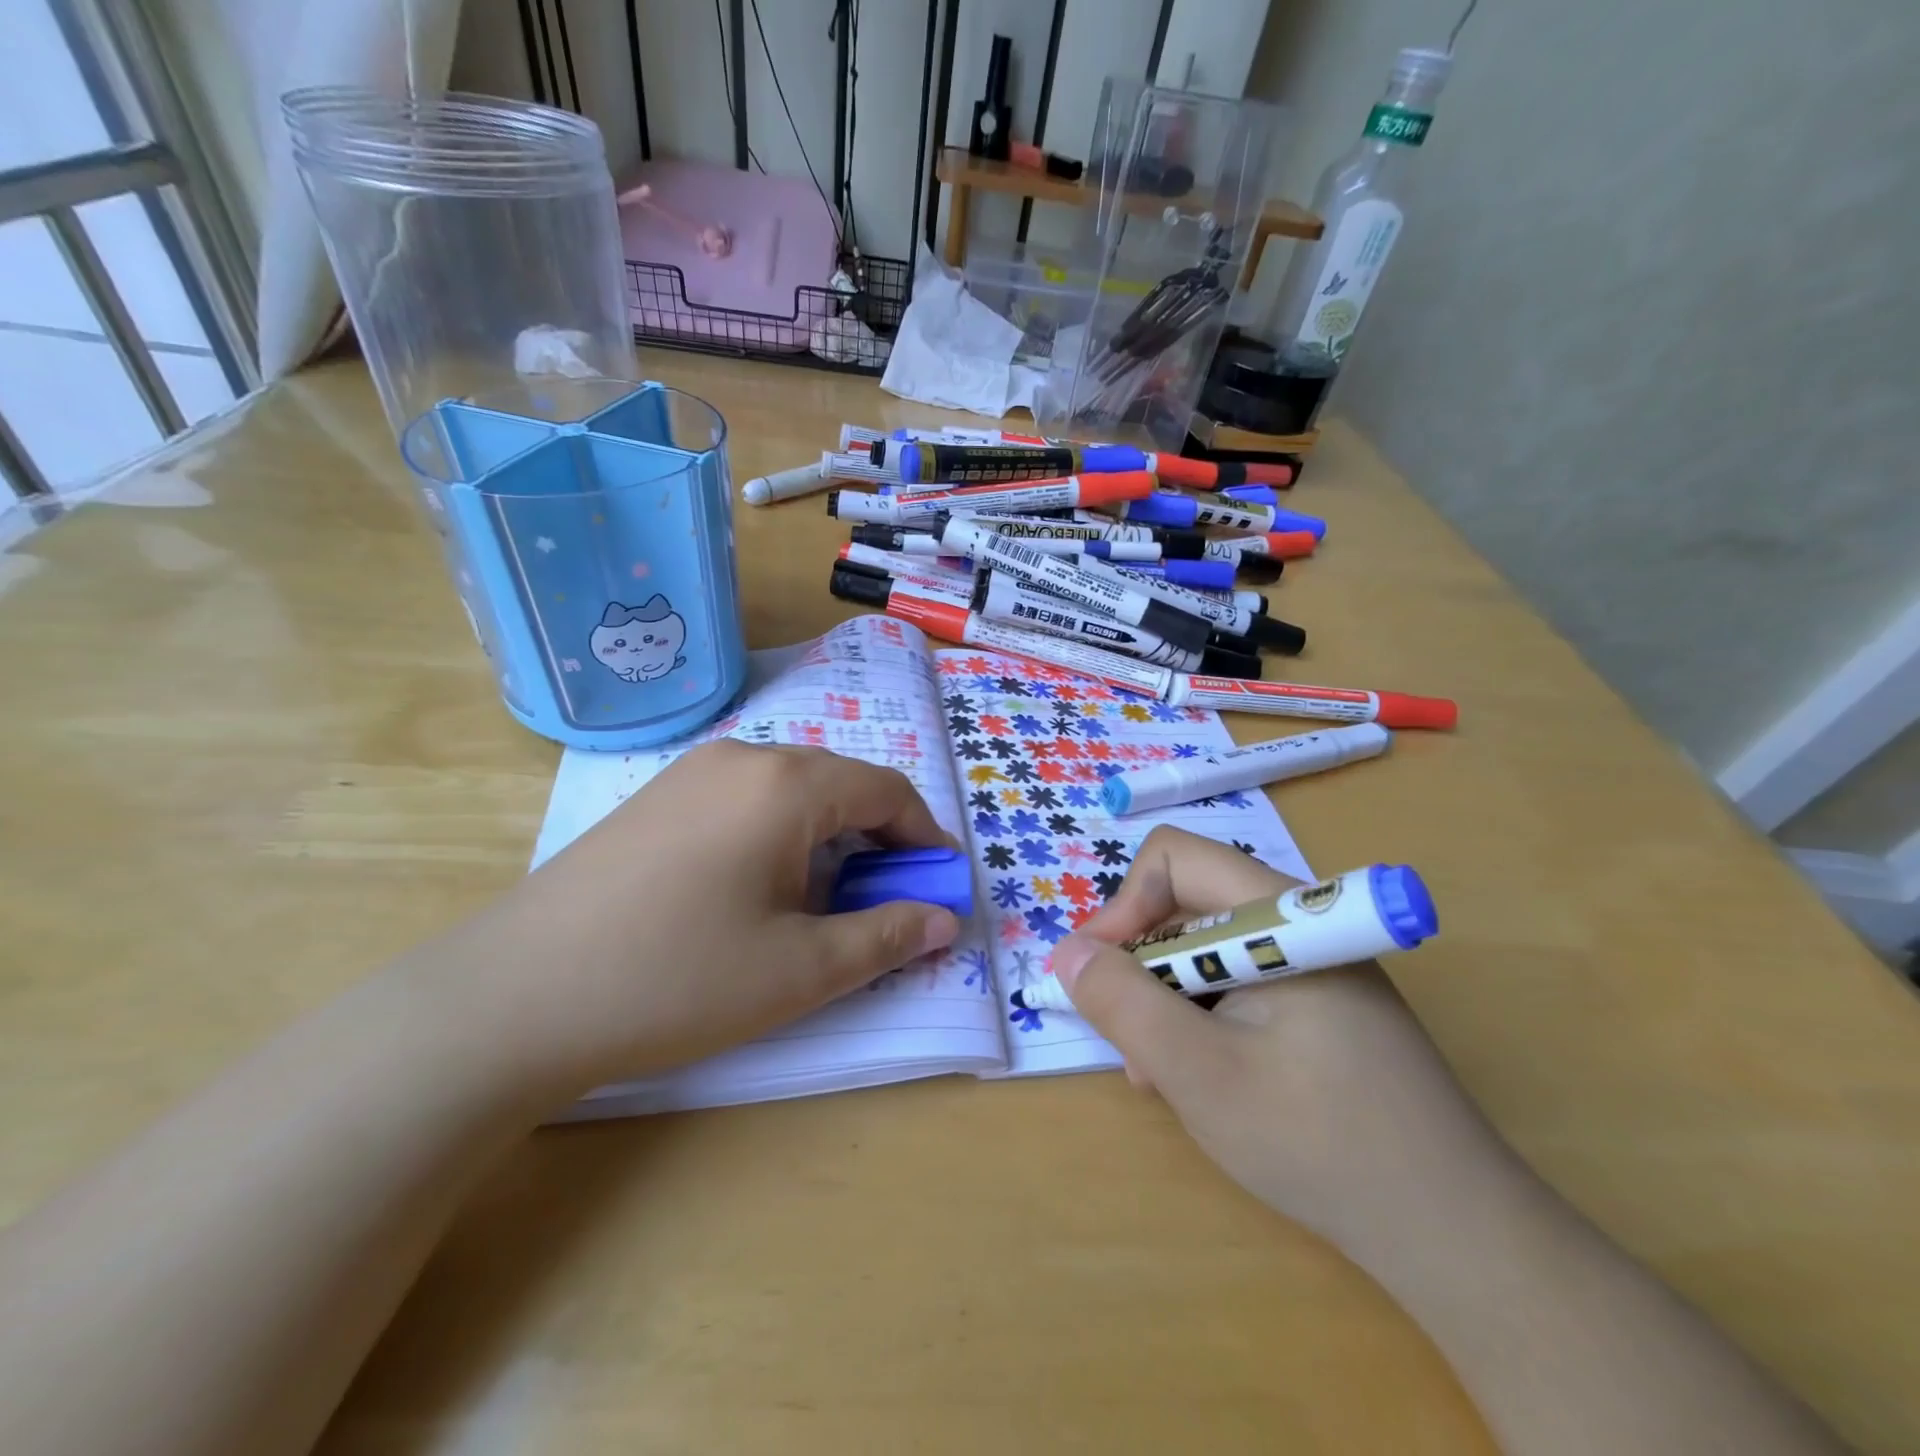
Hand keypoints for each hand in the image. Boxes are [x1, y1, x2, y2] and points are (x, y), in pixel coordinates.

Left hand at [472, 742, 960, 1090]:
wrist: (514, 997)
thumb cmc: (677, 980)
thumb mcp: (801, 970)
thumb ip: (887, 936)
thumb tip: (945, 919)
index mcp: (788, 784)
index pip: (887, 790)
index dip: (924, 837)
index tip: (940, 884)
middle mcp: (744, 757)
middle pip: (840, 783)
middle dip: (879, 838)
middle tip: (886, 900)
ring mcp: (693, 772)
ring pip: (793, 790)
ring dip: (829, 836)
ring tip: (822, 900)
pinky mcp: (658, 796)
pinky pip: (746, 799)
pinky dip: (780, 834)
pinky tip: (758, 888)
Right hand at [1045, 827, 1494, 1260]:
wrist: (1456, 1236)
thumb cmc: (1321, 1144)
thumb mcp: (1199, 1074)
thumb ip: (1123, 1004)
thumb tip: (1065, 952)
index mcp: (1282, 916)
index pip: (1177, 859)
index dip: (1126, 905)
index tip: (1101, 973)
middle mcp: (1298, 924)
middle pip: (1187, 903)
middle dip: (1141, 963)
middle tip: (1127, 1036)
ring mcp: (1312, 965)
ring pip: (1205, 949)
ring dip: (1166, 998)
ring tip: (1159, 1072)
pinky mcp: (1318, 1003)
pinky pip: (1236, 983)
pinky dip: (1200, 1017)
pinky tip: (1198, 1077)